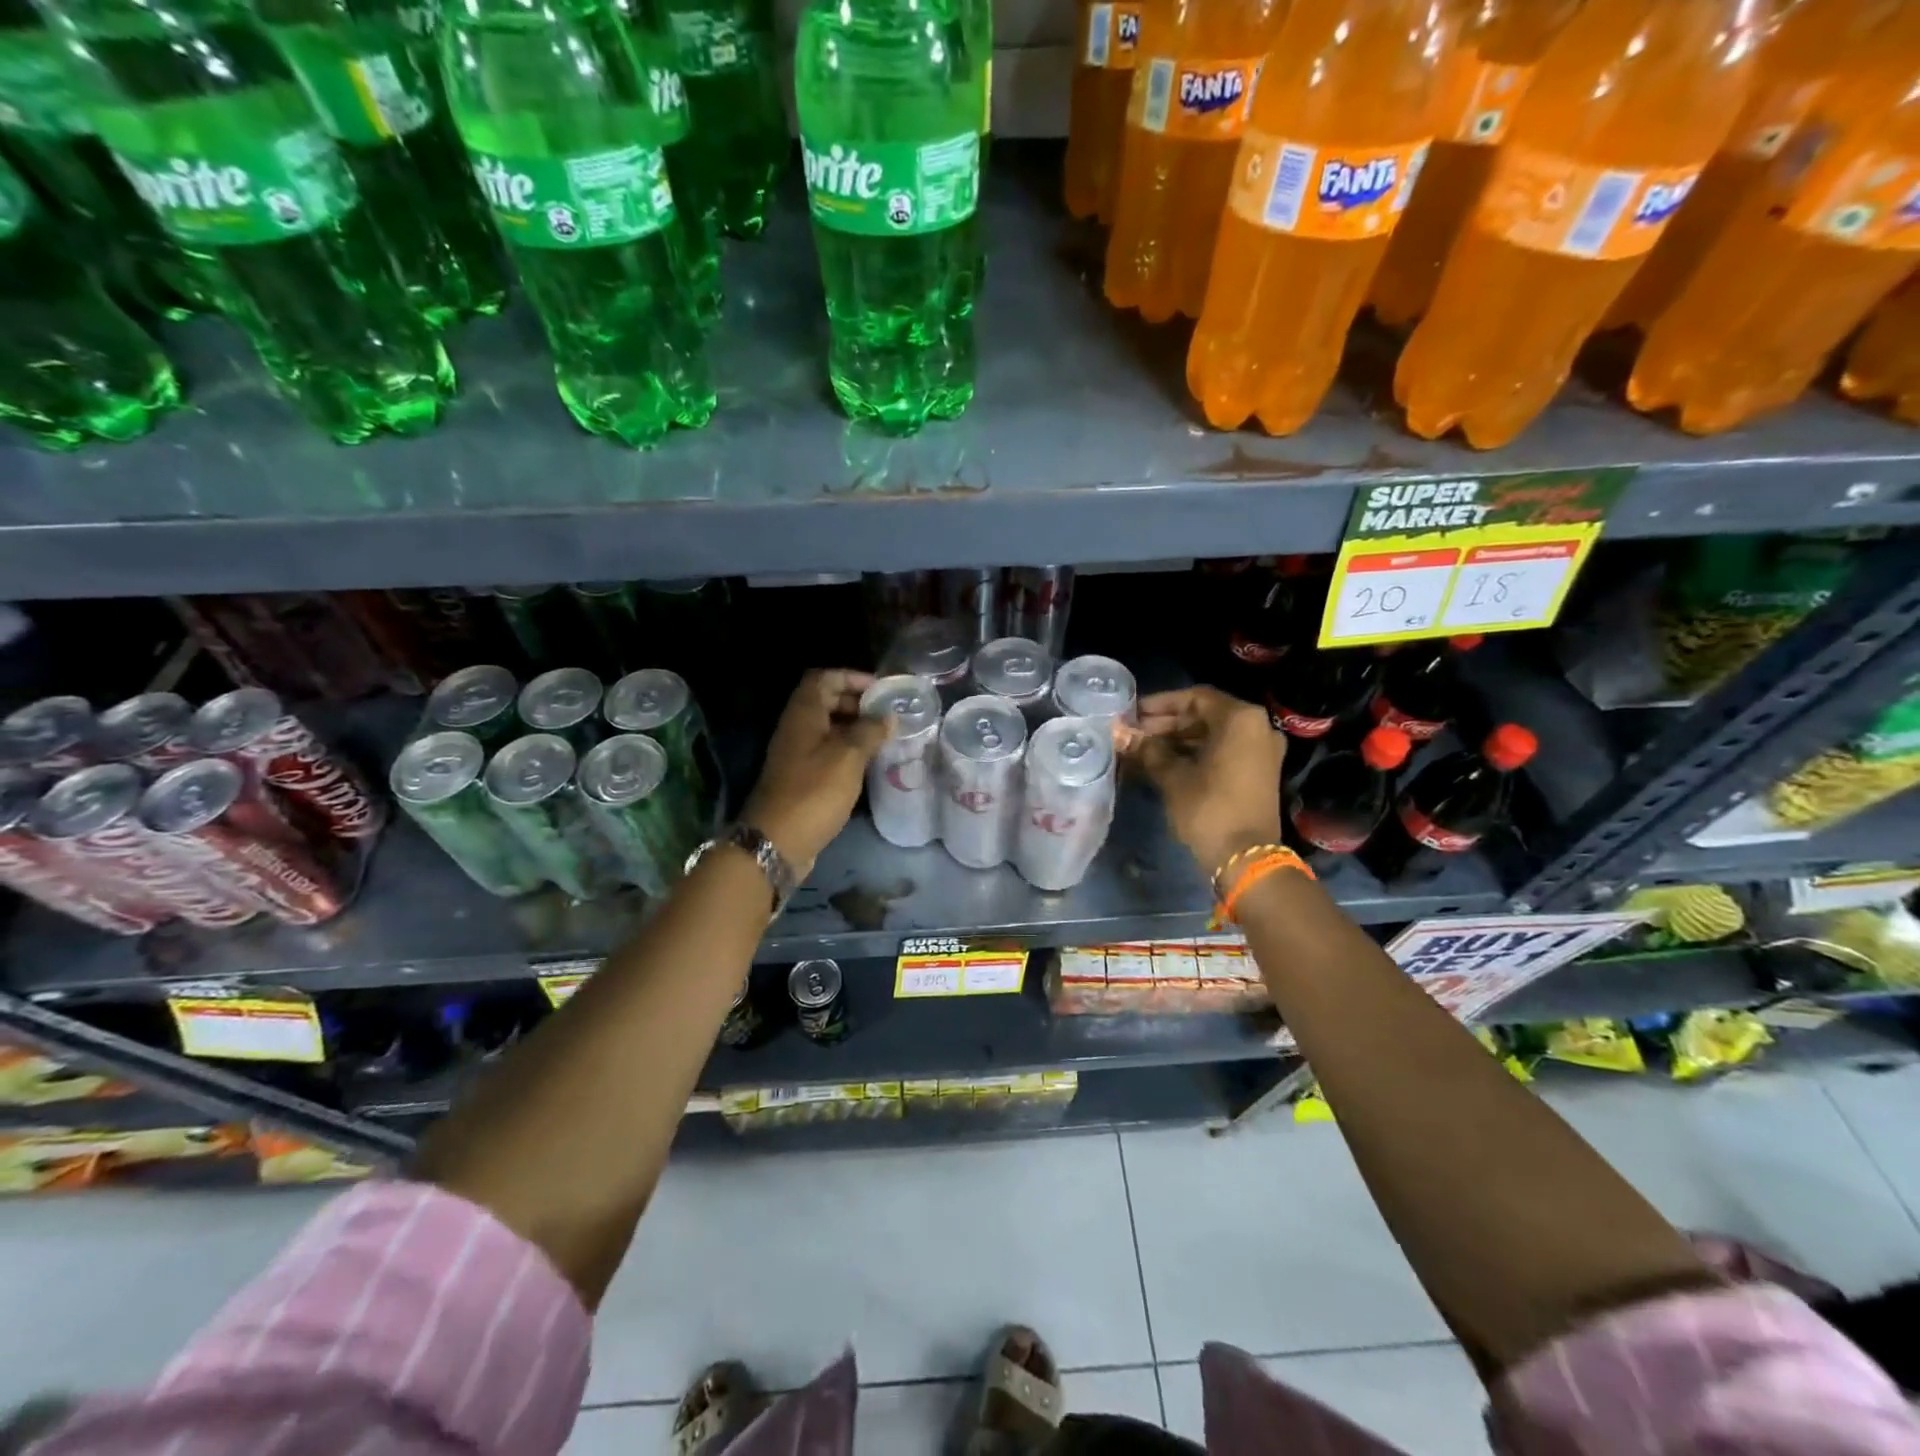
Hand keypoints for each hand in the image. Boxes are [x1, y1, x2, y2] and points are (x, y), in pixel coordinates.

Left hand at [743, 669, 889, 875]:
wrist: (777, 841)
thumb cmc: (814, 792)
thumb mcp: (848, 757)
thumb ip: (870, 731)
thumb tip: (887, 716)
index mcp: (803, 714)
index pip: (824, 678)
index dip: (852, 677)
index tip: (881, 689)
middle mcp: (797, 729)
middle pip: (826, 701)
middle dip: (858, 703)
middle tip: (888, 715)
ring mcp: (797, 754)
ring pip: (828, 729)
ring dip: (855, 729)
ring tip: (886, 737)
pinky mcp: (802, 778)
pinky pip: (828, 753)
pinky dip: (848, 751)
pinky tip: (870, 763)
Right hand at [1125, 686, 1284, 879]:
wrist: (1246, 858)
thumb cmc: (1209, 808)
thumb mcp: (1172, 776)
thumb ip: (1147, 750)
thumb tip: (1120, 734)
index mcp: (1240, 719)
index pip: (1195, 698)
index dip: (1160, 704)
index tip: (1132, 713)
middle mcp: (1257, 727)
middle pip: (1205, 715)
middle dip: (1167, 723)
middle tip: (1133, 732)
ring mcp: (1261, 750)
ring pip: (1213, 734)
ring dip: (1178, 739)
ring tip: (1142, 748)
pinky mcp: (1258, 771)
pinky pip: (1224, 750)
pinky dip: (1195, 752)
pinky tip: (1163, 762)